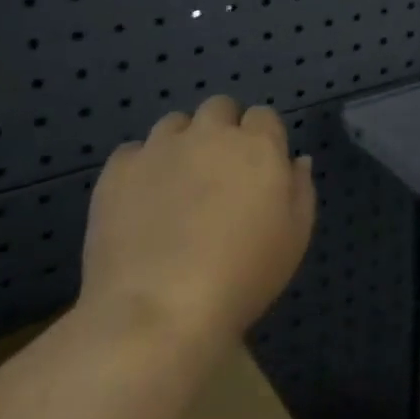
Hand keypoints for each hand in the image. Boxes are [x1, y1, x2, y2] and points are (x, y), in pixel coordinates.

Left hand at [77, 96, 315, 349]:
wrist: (159, 311)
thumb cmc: (242, 277)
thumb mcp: (294, 239)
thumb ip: (301, 189)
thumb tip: (296, 160)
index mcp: (257, 146)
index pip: (263, 116)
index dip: (261, 139)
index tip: (257, 170)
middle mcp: (209, 133)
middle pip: (218, 107)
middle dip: (221, 129)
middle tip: (219, 173)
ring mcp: (160, 147)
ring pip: (174, 124)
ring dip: (181, 143)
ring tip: (176, 186)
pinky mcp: (118, 169)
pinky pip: (132, 152)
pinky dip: (140, 168)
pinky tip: (141, 202)